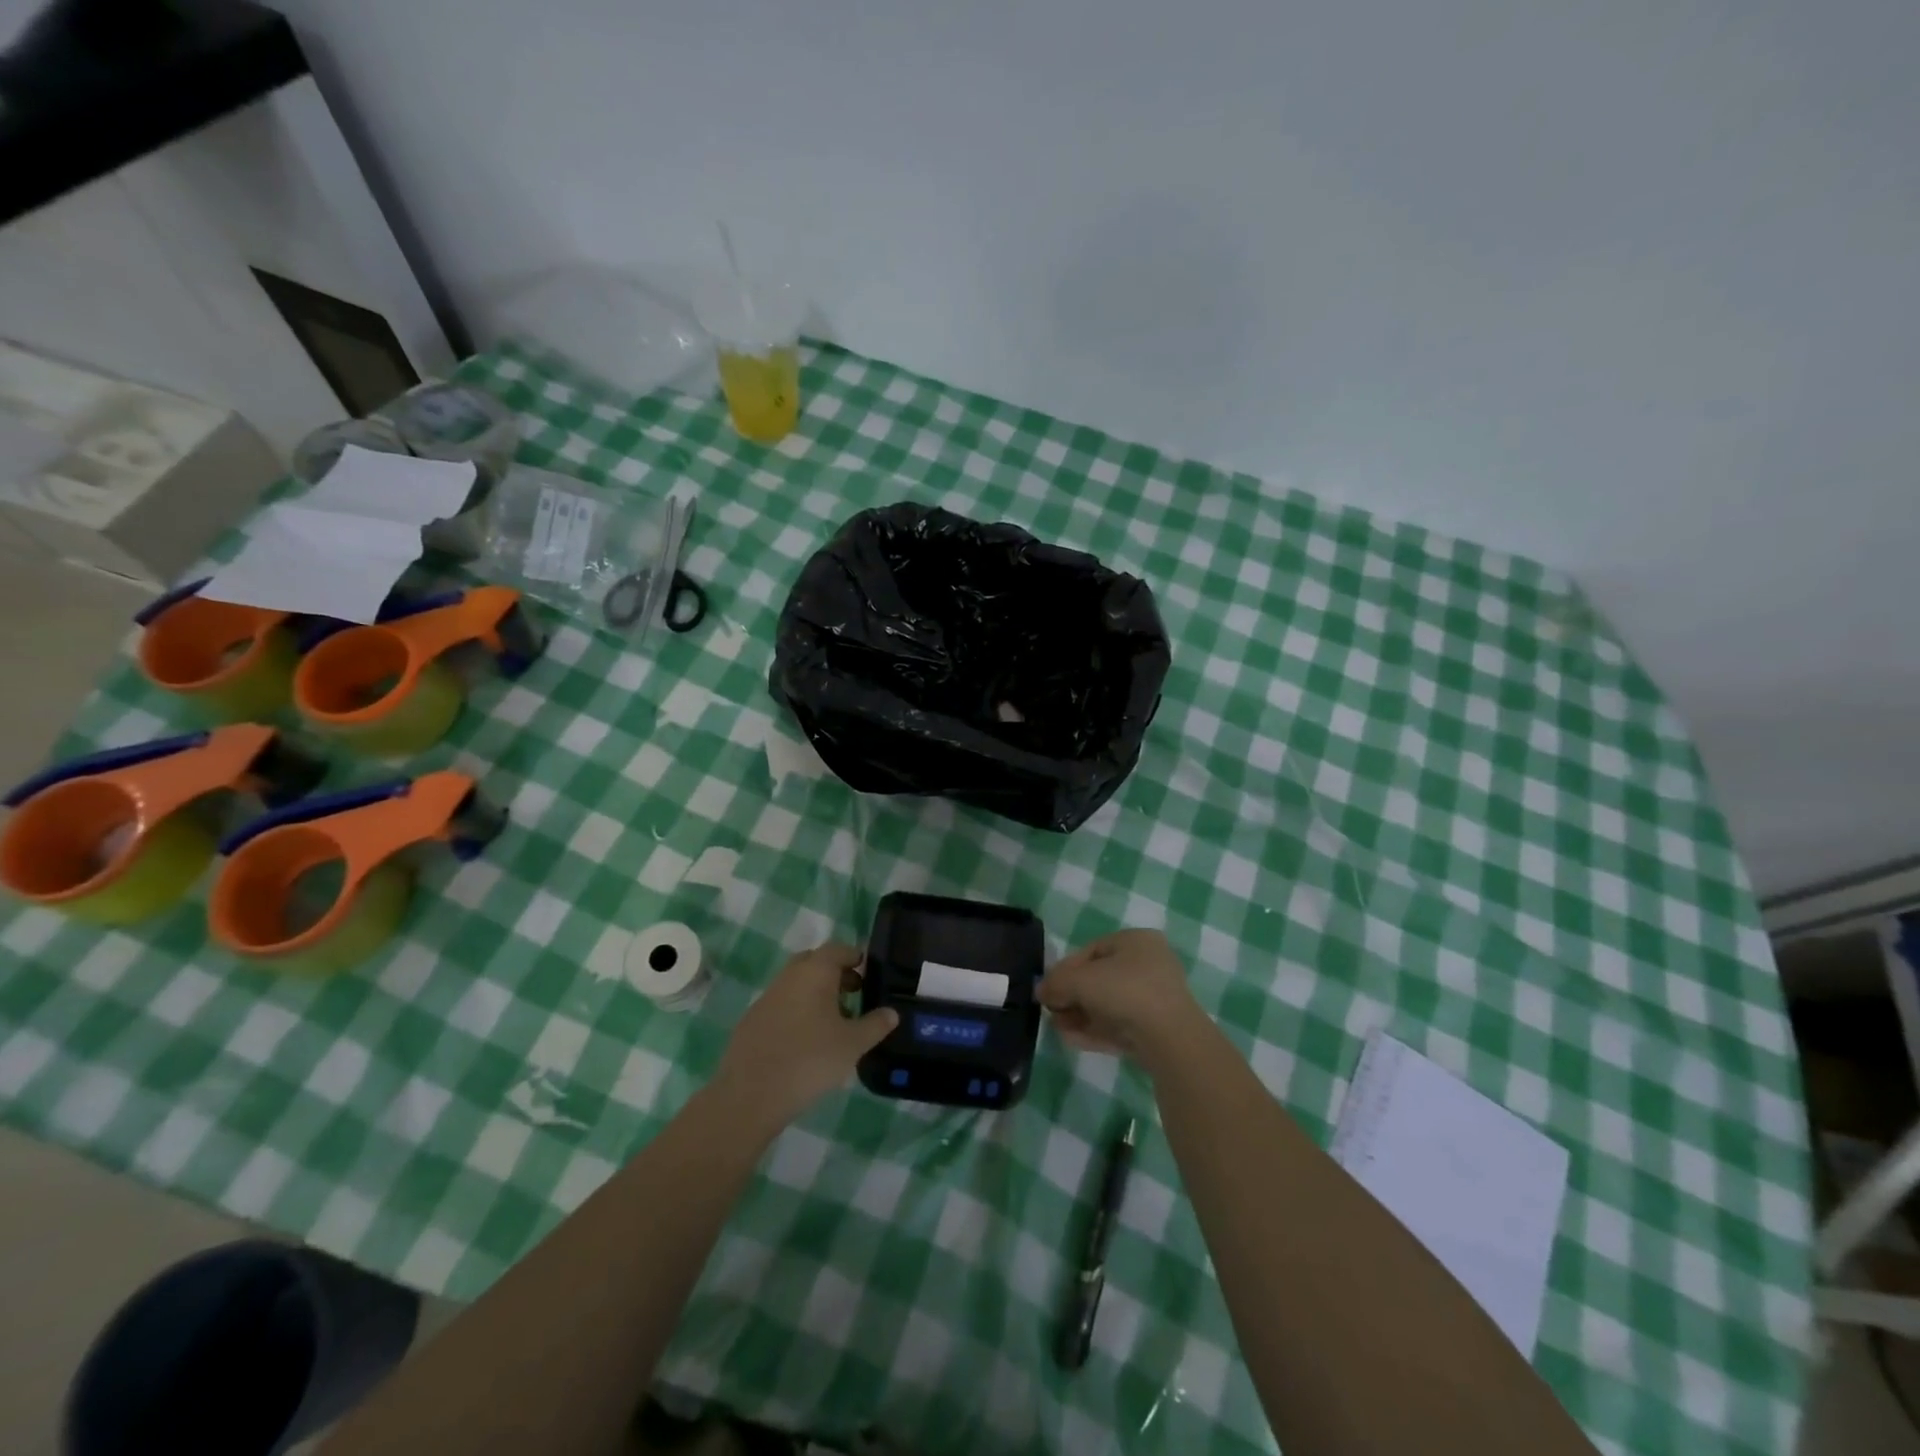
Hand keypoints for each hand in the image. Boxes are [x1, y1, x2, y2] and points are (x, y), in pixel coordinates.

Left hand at [712, 942, 897, 1131]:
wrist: (751, 1094)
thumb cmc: (810, 1060)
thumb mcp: (853, 1044)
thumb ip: (876, 1025)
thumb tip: (892, 1013)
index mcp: (814, 972)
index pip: (837, 949)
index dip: (855, 957)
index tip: (869, 972)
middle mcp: (788, 976)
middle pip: (814, 962)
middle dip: (835, 972)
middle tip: (853, 993)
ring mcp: (766, 997)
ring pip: (796, 983)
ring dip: (815, 993)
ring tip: (833, 1021)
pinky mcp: (752, 1020)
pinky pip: (781, 1005)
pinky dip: (796, 1011)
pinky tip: (805, 1040)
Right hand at [1039, 929, 1210, 1068]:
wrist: (1170, 1038)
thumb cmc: (1125, 991)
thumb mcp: (1081, 980)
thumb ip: (1056, 983)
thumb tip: (1041, 991)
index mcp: (1137, 940)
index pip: (1092, 950)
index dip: (1065, 968)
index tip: (1047, 987)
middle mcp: (1149, 964)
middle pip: (1099, 979)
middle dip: (1072, 995)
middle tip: (1051, 1009)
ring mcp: (1155, 999)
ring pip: (1108, 1004)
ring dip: (1080, 1014)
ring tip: (1057, 1027)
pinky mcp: (1156, 1029)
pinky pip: (1119, 1024)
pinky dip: (1095, 1029)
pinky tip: (1072, 1039)